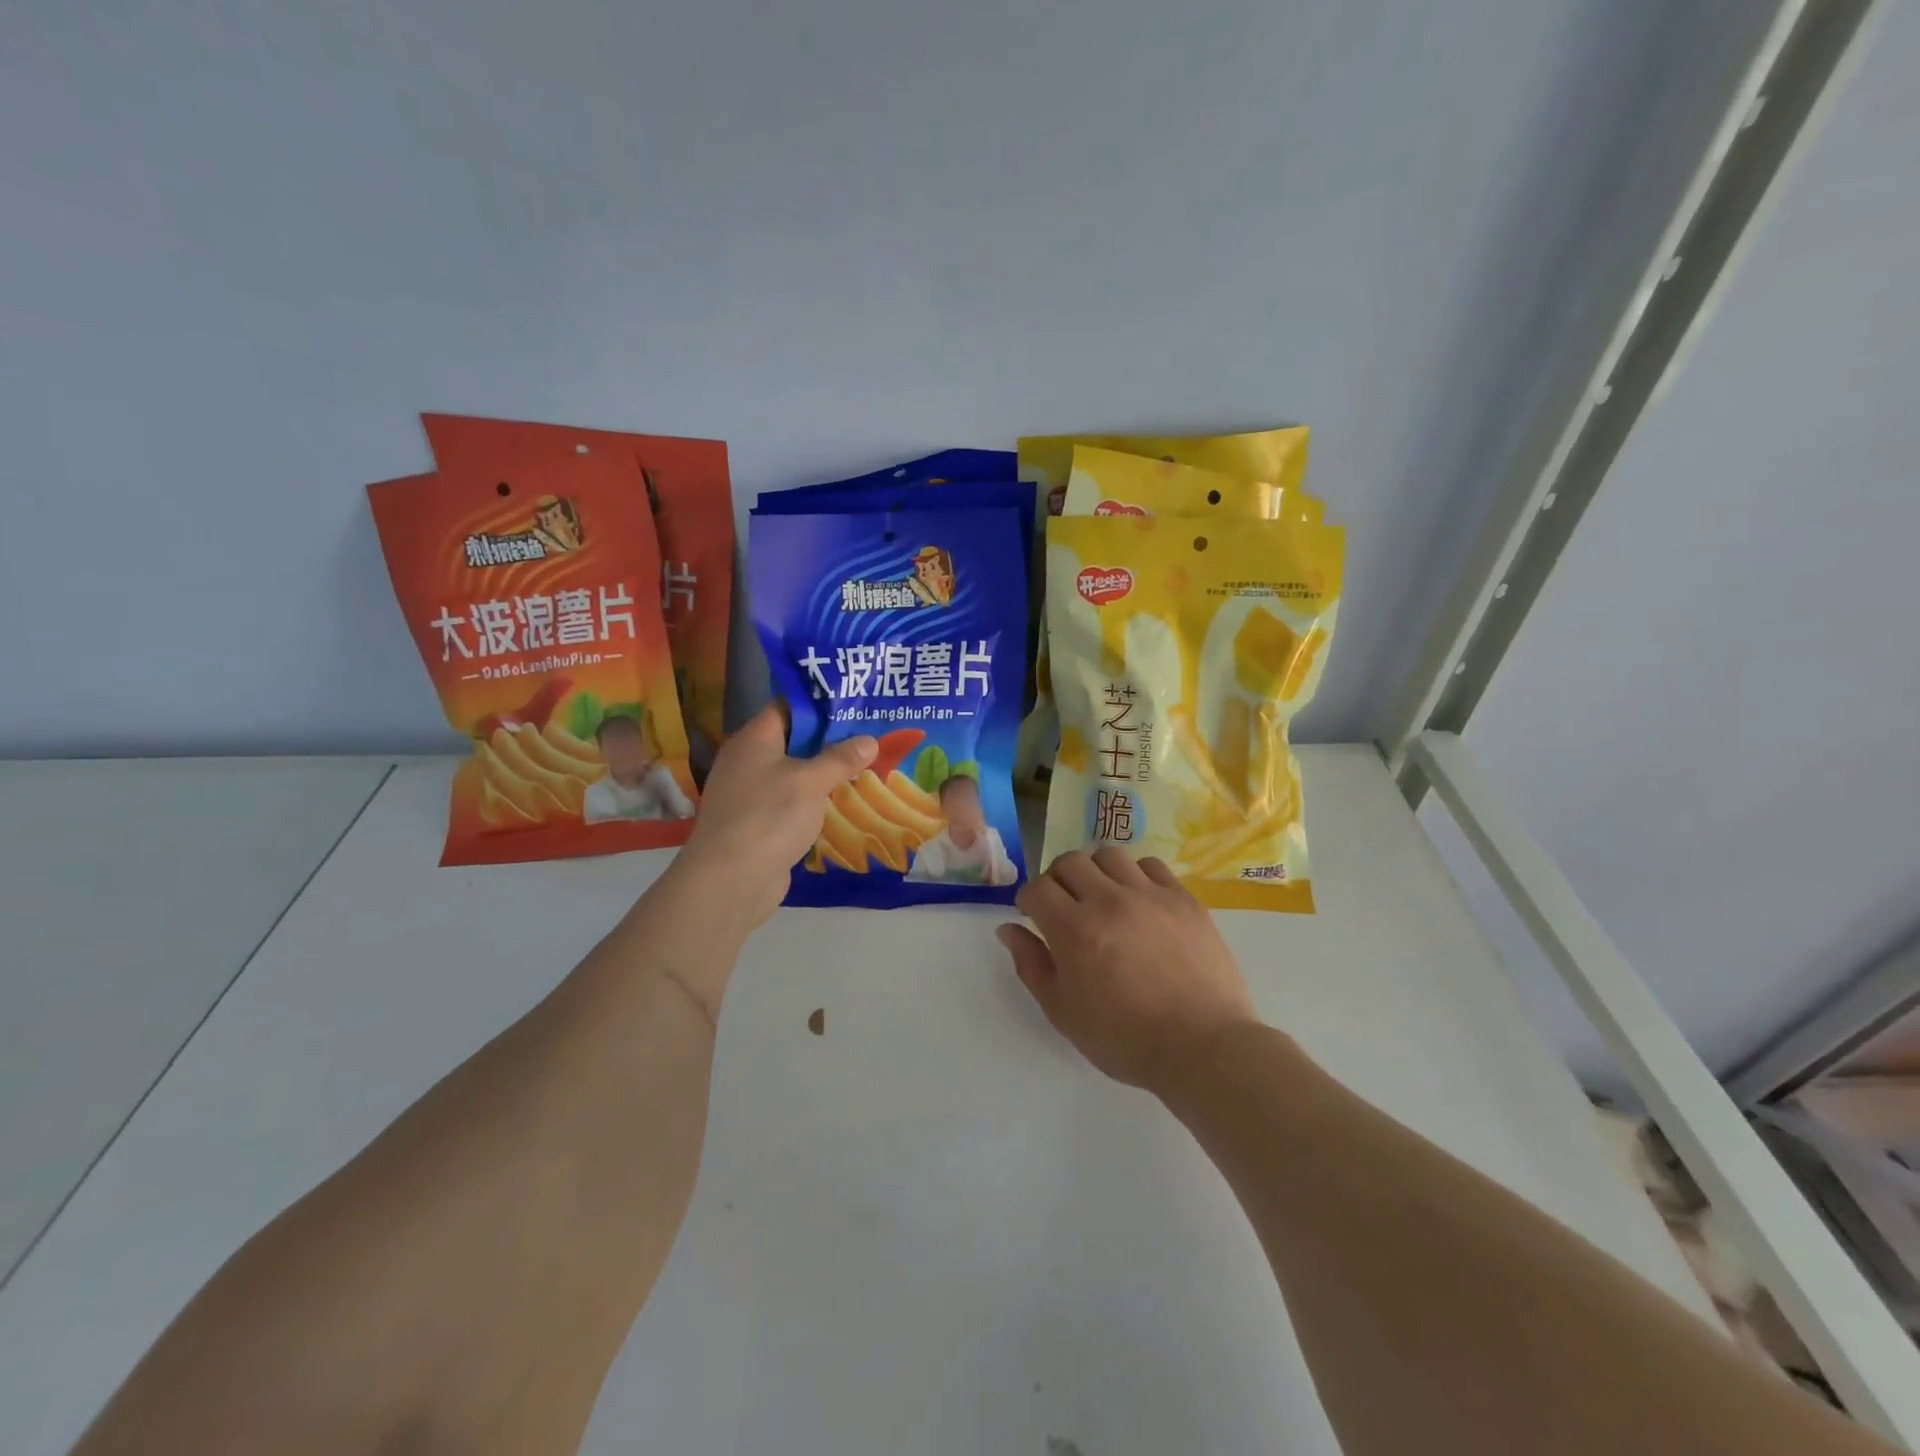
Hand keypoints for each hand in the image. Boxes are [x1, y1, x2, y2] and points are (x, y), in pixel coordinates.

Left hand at [677, 705, 876, 926]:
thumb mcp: (811, 781)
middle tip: (869, 738)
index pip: (786, 708)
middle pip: (792, 742)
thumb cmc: (769, 816)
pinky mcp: (757, 825)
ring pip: (793, 776)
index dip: (818, 706)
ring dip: (824, 776)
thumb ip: (841, 759)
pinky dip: (814, 803)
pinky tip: (842, 805)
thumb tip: (869, 740)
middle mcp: (747, 762)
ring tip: (865, 769)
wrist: (730, 880)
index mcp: (753, 740)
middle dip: (829, 742)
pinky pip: (790, 804)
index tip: (854, 707)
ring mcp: (750, 795)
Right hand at [999, 848, 1257, 1092]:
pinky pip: (1151, 865)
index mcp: (1075, 930)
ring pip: (1109, 855)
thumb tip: (1008, 929)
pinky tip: (1139, 901)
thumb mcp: (1063, 1012)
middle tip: (1065, 906)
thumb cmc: (1125, 1039)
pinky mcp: (1183, 898)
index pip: (1037, 888)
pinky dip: (1135, 875)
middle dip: (1057, 880)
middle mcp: (1109, 901)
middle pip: (1070, 861)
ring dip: (1095, 872)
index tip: (1034, 915)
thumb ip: (1031, 965)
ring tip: (1103, 897)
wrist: (1202, 1047)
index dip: (1028, 899)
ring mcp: (1150, 895)